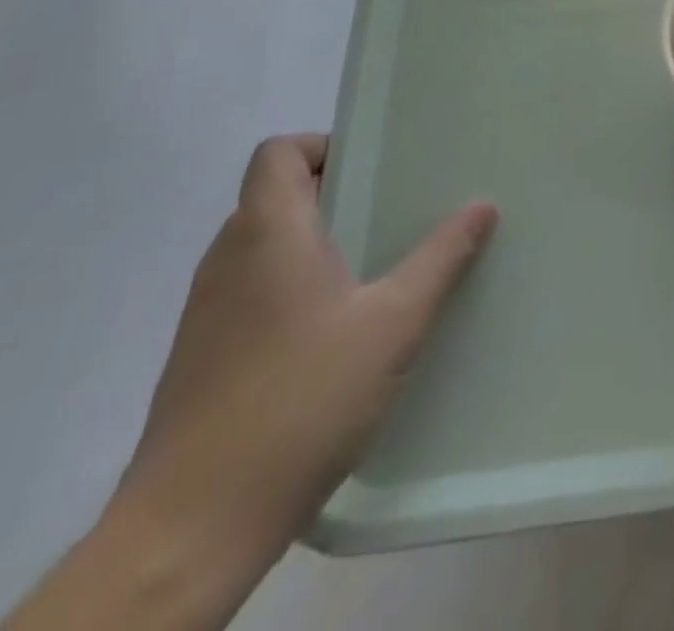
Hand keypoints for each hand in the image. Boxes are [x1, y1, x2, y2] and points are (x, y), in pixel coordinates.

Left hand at [116, 134, 496, 571]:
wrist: (191, 528)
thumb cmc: (301, 400)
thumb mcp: (392, 324)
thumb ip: (440, 258)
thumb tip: (482, 205)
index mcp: (267, 232)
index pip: (278, 151)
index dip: (324, 145)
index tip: (374, 169)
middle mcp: (227, 258)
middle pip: (276, 194)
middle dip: (336, 194)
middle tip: (394, 213)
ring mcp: (207, 311)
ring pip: (264, 245)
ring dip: (315, 242)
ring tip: (376, 269)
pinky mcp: (202, 356)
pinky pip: (253, 291)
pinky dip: (293, 287)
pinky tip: (336, 331)